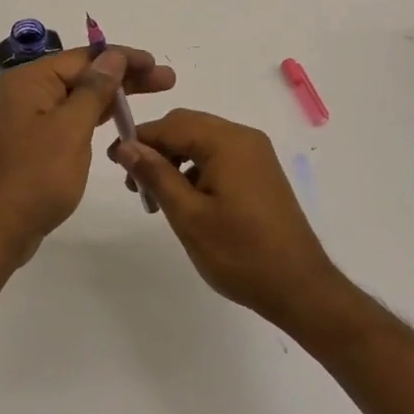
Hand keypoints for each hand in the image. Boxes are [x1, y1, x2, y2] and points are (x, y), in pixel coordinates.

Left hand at [0, 46, 175, 266]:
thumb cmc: (36, 175)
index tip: (156, 64)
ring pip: (79, 97)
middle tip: (167, 80)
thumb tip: (112, 56)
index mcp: (30, 79)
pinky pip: (70, 118)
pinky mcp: (34, 141)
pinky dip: (95, 117)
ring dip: (113, 97)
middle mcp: (27, 91)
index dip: (123, 58)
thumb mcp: (71, 128)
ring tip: (153, 95)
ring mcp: (29, 117)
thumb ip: (94, 89)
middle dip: (124, 77)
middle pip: (83, 75)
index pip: (84, 58)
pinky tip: (119, 120)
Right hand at [112, 109, 345, 327]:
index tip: (112, 161)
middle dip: (157, 149)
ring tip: (157, 198)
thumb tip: (126, 145)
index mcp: (227, 141)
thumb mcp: (188, 216)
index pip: (171, 124)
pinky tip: (186, 200)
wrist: (301, 289)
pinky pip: (219, 156)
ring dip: (175, 159)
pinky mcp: (261, 172)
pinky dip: (196, 169)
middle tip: (135, 184)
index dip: (138, 138)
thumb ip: (156, 175)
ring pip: (202, 141)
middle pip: (187, 126)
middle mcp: (243, 137)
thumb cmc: (240, 253)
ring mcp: (256, 154)